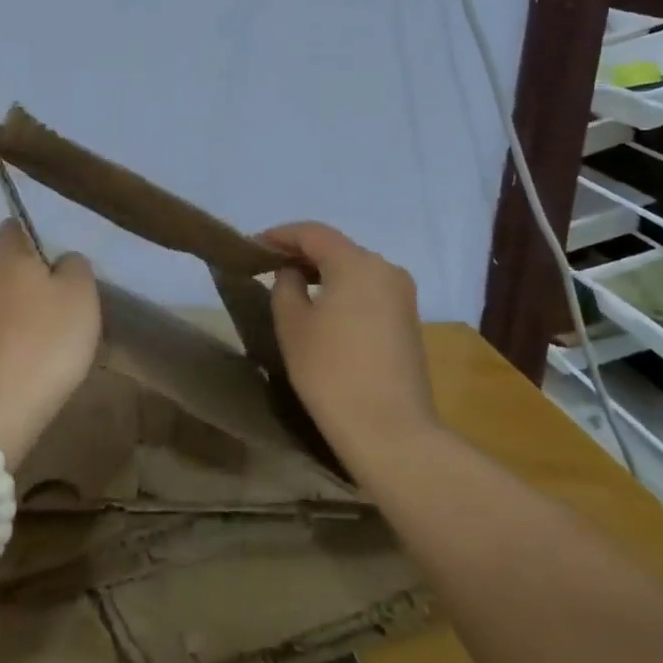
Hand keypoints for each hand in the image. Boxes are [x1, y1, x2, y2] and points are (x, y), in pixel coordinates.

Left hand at [0, 221, 100, 469]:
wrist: (2, 402)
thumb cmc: (48, 336)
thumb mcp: (81, 292)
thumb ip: (75, 265)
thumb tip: (62, 261)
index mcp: (6, 254)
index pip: (13, 227)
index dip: (34, 236)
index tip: (56, 258)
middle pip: (6, 264)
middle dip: (30, 275)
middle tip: (63, 297)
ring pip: (1, 298)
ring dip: (21, 308)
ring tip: (52, 330)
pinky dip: (14, 335)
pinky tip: (35, 355)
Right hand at [261, 222, 438, 472]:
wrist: (390, 430)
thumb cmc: (331, 371)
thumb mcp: (292, 324)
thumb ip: (285, 286)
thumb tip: (293, 273)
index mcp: (356, 262)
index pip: (312, 233)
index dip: (280, 235)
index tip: (253, 245)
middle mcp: (385, 268)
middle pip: (337, 248)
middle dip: (302, 253)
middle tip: (269, 266)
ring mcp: (402, 295)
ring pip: (355, 270)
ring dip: (324, 273)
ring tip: (293, 288)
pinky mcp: (408, 321)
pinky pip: (369, 291)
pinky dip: (343, 291)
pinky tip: (324, 310)